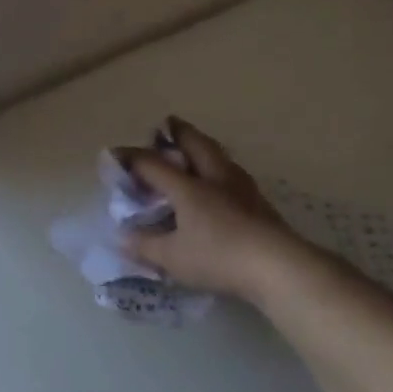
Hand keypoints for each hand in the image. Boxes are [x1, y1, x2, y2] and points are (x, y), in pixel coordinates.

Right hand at [118, 117, 316, 306]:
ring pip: (220, 156)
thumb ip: (144, 245)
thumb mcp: (172, 258)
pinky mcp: (261, 204)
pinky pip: (235, 175)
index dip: (131, 158)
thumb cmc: (218, 258)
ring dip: (205, 146)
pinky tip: (224, 181)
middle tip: (169, 123)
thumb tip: (122, 236)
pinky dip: (222, 169)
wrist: (279, 268)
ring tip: (198, 147)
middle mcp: (215, 179)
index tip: (113, 154)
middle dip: (179, 132)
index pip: (153, 164)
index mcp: (188, 188)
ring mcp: (242, 190)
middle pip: (196, 145)